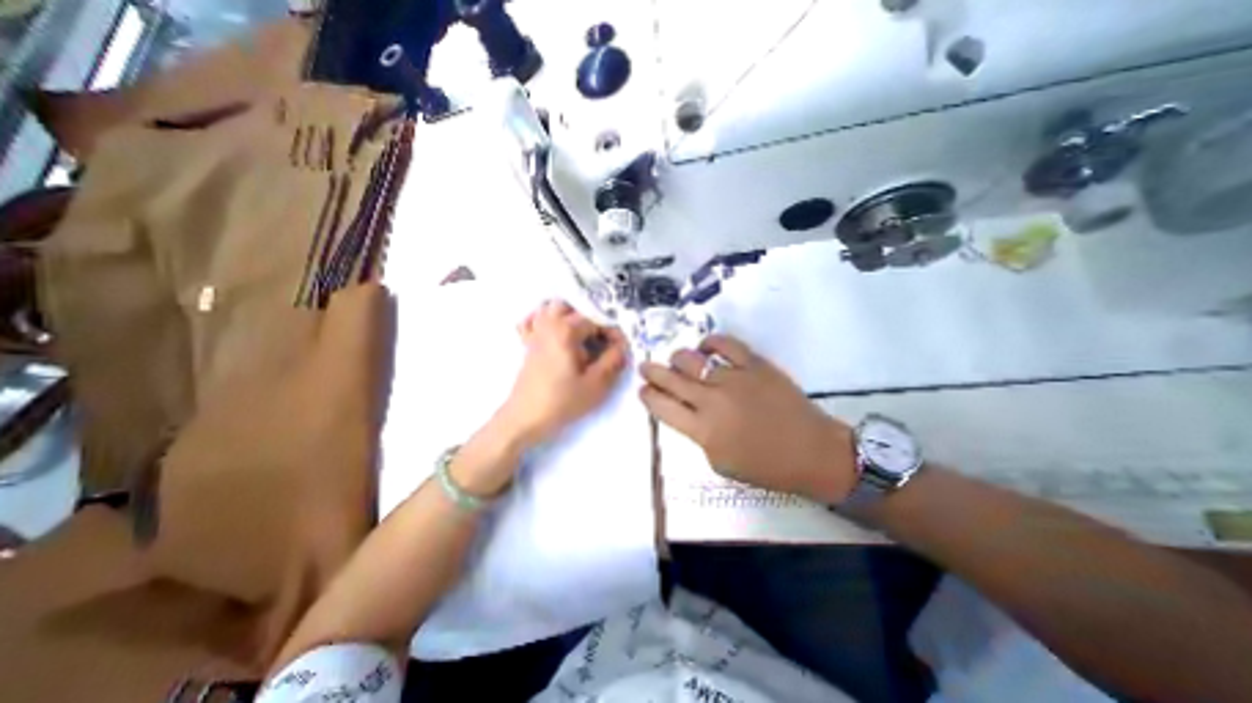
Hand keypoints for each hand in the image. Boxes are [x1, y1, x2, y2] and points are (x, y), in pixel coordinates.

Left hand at [498, 301, 631, 446]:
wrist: (524, 418)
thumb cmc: (561, 401)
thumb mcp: (596, 384)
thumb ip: (613, 361)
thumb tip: (622, 346)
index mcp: (566, 330)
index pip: (597, 320)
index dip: (613, 333)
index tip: (620, 350)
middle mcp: (549, 324)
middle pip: (573, 307)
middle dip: (591, 320)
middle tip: (601, 342)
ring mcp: (535, 332)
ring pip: (551, 308)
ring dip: (569, 316)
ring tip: (582, 337)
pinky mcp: (527, 344)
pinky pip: (533, 321)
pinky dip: (544, 320)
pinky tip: (554, 334)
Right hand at [639, 334, 856, 505]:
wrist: (812, 452)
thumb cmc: (766, 466)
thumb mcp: (720, 462)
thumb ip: (698, 435)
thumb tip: (688, 412)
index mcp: (702, 430)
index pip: (661, 407)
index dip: (648, 396)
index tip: (643, 390)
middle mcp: (711, 400)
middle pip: (670, 379)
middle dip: (652, 372)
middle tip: (646, 367)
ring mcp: (733, 378)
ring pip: (692, 359)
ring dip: (678, 359)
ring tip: (677, 361)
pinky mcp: (754, 364)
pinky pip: (725, 344)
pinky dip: (711, 342)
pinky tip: (706, 347)